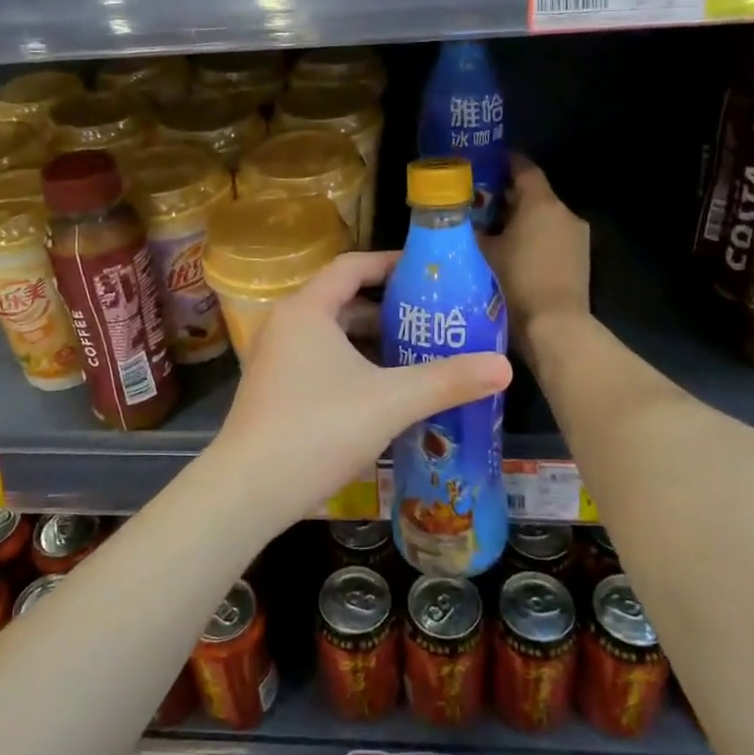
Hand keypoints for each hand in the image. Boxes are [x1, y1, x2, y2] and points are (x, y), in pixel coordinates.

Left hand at [206, 251, 510, 531]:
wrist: (248, 491)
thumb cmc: (318, 429)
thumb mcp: (391, 401)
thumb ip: (447, 381)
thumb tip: (504, 367)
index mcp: (307, 310)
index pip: (352, 267)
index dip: (390, 263)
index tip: (426, 273)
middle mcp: (285, 325)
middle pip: (342, 301)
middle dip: (387, 310)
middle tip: (431, 320)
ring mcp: (274, 359)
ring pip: (331, 336)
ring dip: (371, 342)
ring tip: (415, 355)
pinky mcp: (273, 390)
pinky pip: (320, 361)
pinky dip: (352, 365)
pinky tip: (382, 392)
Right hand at [482, 155, 590, 360]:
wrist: (555, 328)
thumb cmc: (515, 284)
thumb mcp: (482, 254)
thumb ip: (469, 230)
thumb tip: (455, 219)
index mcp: (541, 203)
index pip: (523, 167)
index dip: (503, 162)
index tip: (483, 164)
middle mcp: (564, 212)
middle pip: (533, 193)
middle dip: (506, 195)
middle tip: (477, 202)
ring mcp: (576, 236)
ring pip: (543, 216)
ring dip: (520, 218)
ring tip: (491, 230)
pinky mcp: (580, 259)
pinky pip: (552, 236)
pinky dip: (533, 237)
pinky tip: (511, 252)